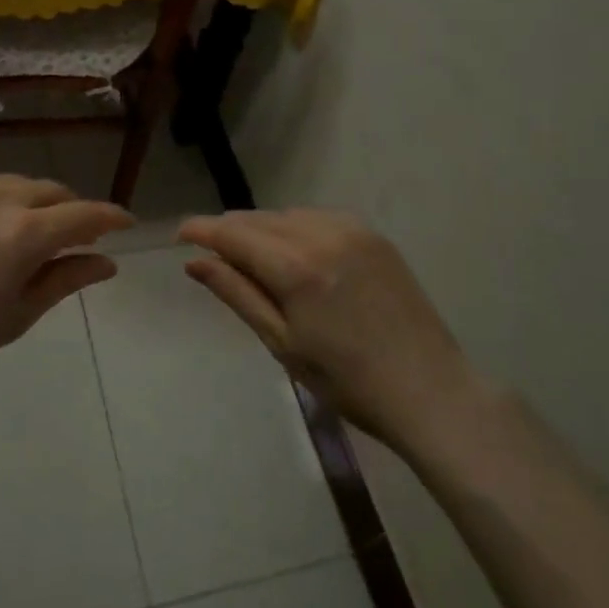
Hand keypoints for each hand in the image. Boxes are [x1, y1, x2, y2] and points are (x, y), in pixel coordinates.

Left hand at [0, 177, 132, 397]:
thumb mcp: (16, 316)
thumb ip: (64, 281)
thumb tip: (105, 263)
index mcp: (25, 232)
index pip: (84, 215)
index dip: (111, 218)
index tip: (128, 224)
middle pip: (52, 192)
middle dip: (73, 211)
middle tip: (78, 239)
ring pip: (17, 185)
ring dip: (37, 203)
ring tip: (33, 234)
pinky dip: (2, 203)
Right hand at [178, 209, 481, 448]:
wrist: (429, 391)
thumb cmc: (347, 381)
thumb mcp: (282, 342)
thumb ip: (237, 293)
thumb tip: (195, 262)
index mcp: (297, 267)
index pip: (235, 234)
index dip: (203, 230)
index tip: (179, 234)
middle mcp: (324, 235)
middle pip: (261, 220)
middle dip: (231, 231)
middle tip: (211, 253)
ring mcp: (354, 231)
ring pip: (290, 216)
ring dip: (263, 229)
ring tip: (251, 257)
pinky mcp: (375, 237)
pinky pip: (320, 219)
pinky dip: (296, 229)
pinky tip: (295, 254)